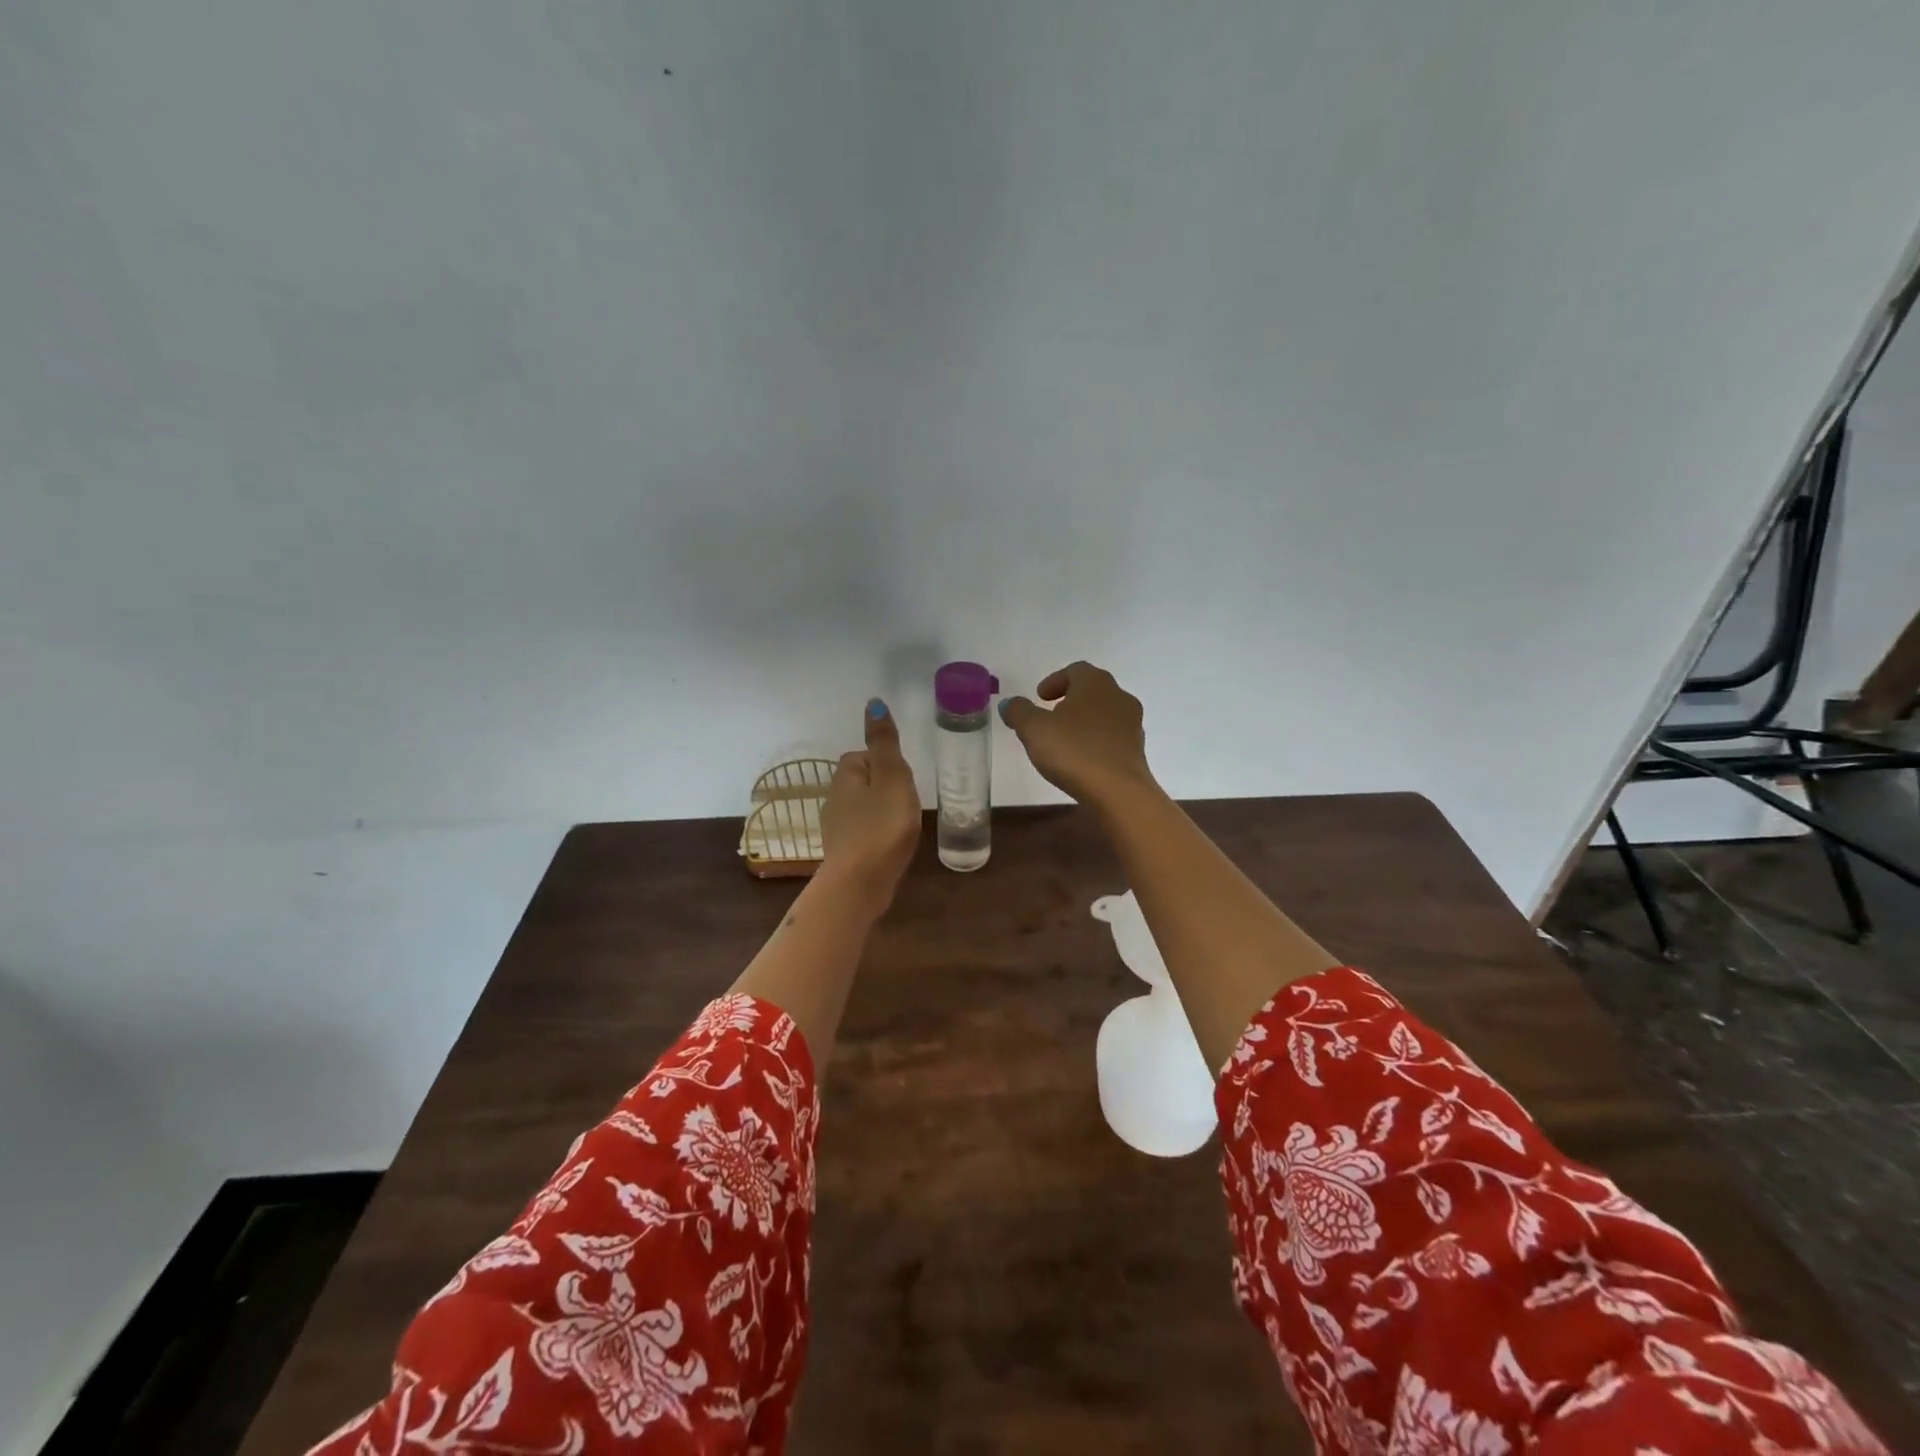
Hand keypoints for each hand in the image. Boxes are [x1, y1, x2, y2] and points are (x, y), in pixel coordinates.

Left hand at [818, 699, 922, 913]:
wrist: (860, 884)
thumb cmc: (881, 827)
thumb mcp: (892, 777)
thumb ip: (885, 743)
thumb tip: (873, 703)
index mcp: (846, 776)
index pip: (863, 756)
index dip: (886, 763)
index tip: (904, 779)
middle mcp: (834, 799)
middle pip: (863, 782)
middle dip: (885, 788)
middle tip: (907, 802)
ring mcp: (837, 828)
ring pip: (863, 808)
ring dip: (881, 812)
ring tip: (903, 825)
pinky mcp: (844, 853)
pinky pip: (864, 833)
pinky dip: (877, 834)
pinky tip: (892, 846)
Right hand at [1000, 661, 1157, 811]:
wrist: (1118, 791)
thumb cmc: (1074, 751)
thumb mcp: (1034, 729)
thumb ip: (1019, 712)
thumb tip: (1009, 703)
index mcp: (1095, 683)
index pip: (1076, 670)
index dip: (1055, 680)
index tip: (1040, 696)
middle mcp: (1119, 696)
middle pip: (1093, 690)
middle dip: (1070, 699)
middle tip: (1050, 714)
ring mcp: (1133, 724)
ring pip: (1105, 713)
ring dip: (1085, 720)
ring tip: (1064, 738)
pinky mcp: (1137, 750)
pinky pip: (1112, 736)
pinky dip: (1096, 740)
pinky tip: (1082, 757)